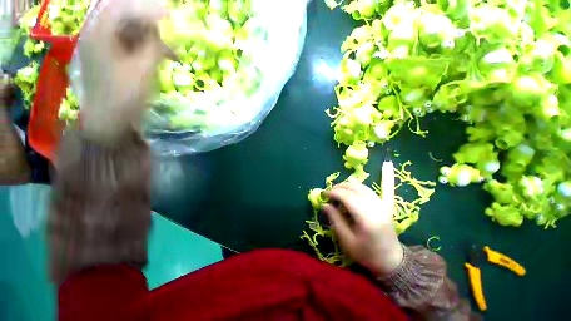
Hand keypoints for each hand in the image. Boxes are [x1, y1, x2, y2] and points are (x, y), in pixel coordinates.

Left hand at [78, 0, 175, 143]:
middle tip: (168, 37)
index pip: (122, 9)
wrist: (109, 120)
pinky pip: (130, 44)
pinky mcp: (110, 57)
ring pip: (129, 32)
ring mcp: (103, 46)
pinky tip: (162, 58)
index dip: (146, 9)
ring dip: (150, 39)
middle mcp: (98, 35)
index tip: (169, 14)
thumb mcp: (143, 70)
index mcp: (99, 34)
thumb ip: (153, 47)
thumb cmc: (124, 96)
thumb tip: (164, 31)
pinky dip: (146, 49)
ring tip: (169, 53)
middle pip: (124, 18)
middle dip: (148, 25)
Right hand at [323, 182, 403, 275]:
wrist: (391, 260)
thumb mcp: (346, 240)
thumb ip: (335, 219)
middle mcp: (375, 207)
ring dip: (347, 185)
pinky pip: (367, 189)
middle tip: (329, 192)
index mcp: (366, 218)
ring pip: (361, 186)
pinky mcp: (383, 203)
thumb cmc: (366, 253)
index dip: (334, 193)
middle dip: (339, 187)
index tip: (324, 195)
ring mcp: (381, 204)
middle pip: (355, 188)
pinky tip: (349, 192)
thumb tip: (324, 205)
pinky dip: (355, 187)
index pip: (347, 196)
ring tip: (337, 191)